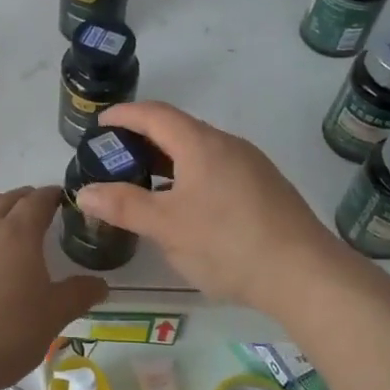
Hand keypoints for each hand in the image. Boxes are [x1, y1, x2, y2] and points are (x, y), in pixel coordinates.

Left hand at [0, 187, 106, 389]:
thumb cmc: (5, 335)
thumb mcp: (52, 317)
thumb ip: (78, 295)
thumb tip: (100, 284)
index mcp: (17, 234)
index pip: (37, 201)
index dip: (51, 196)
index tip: (60, 198)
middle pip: (4, 200)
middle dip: (23, 200)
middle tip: (36, 210)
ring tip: (4, 228)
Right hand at [73, 102, 348, 310]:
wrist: (305, 274)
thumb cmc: (227, 243)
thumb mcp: (166, 226)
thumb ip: (123, 205)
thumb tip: (83, 191)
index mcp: (201, 144)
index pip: (155, 114)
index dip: (124, 115)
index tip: (99, 125)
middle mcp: (228, 145)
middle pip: (179, 130)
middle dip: (143, 140)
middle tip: (115, 160)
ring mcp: (252, 166)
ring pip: (200, 153)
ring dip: (168, 162)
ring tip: (144, 186)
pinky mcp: (266, 189)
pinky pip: (218, 170)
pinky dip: (190, 177)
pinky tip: (185, 208)